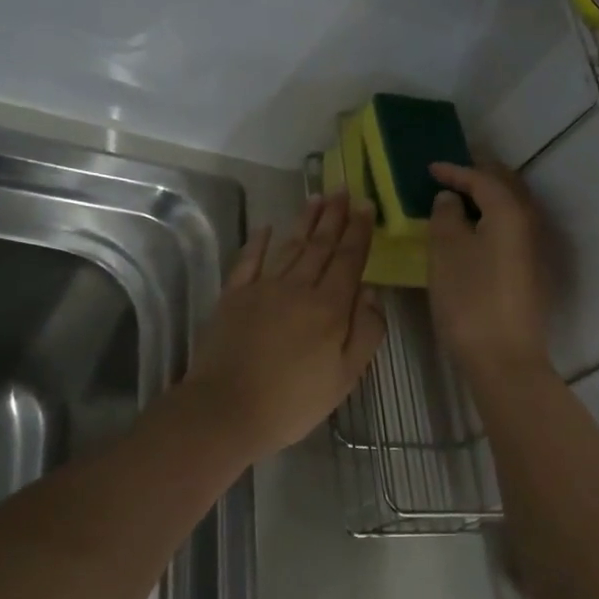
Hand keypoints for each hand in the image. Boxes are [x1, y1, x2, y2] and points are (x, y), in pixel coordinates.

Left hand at [178, 194, 385, 459]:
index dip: (359, 232)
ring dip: (306, 221)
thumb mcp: (345, 376)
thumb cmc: (293, 400)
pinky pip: (249, 260)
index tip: (366, 206)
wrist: (227, 409)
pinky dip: (259, 242)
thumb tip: (371, 292)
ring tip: (318, 197)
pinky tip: (267, 227)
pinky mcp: (234, 296)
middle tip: (344, 189)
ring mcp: (263, 288)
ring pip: (290, 246)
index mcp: (329, 306)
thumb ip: (366, 331)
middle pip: (321, 245)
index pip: (349, 260)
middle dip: (335, 216)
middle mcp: (298, 287)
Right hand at [426, 161, 550, 373]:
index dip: (455, 170)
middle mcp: (529, 223)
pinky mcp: (532, 272)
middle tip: (451, 174)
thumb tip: (450, 199)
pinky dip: (493, 219)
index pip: (482, 178)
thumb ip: (446, 216)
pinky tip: (475, 232)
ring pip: (512, 208)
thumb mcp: (446, 253)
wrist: (504, 358)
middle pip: (506, 187)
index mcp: (509, 211)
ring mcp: (535, 249)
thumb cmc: (470, 300)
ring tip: (460, 200)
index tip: (430, 168)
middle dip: (479, 175)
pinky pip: (512, 229)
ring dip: (488, 198)